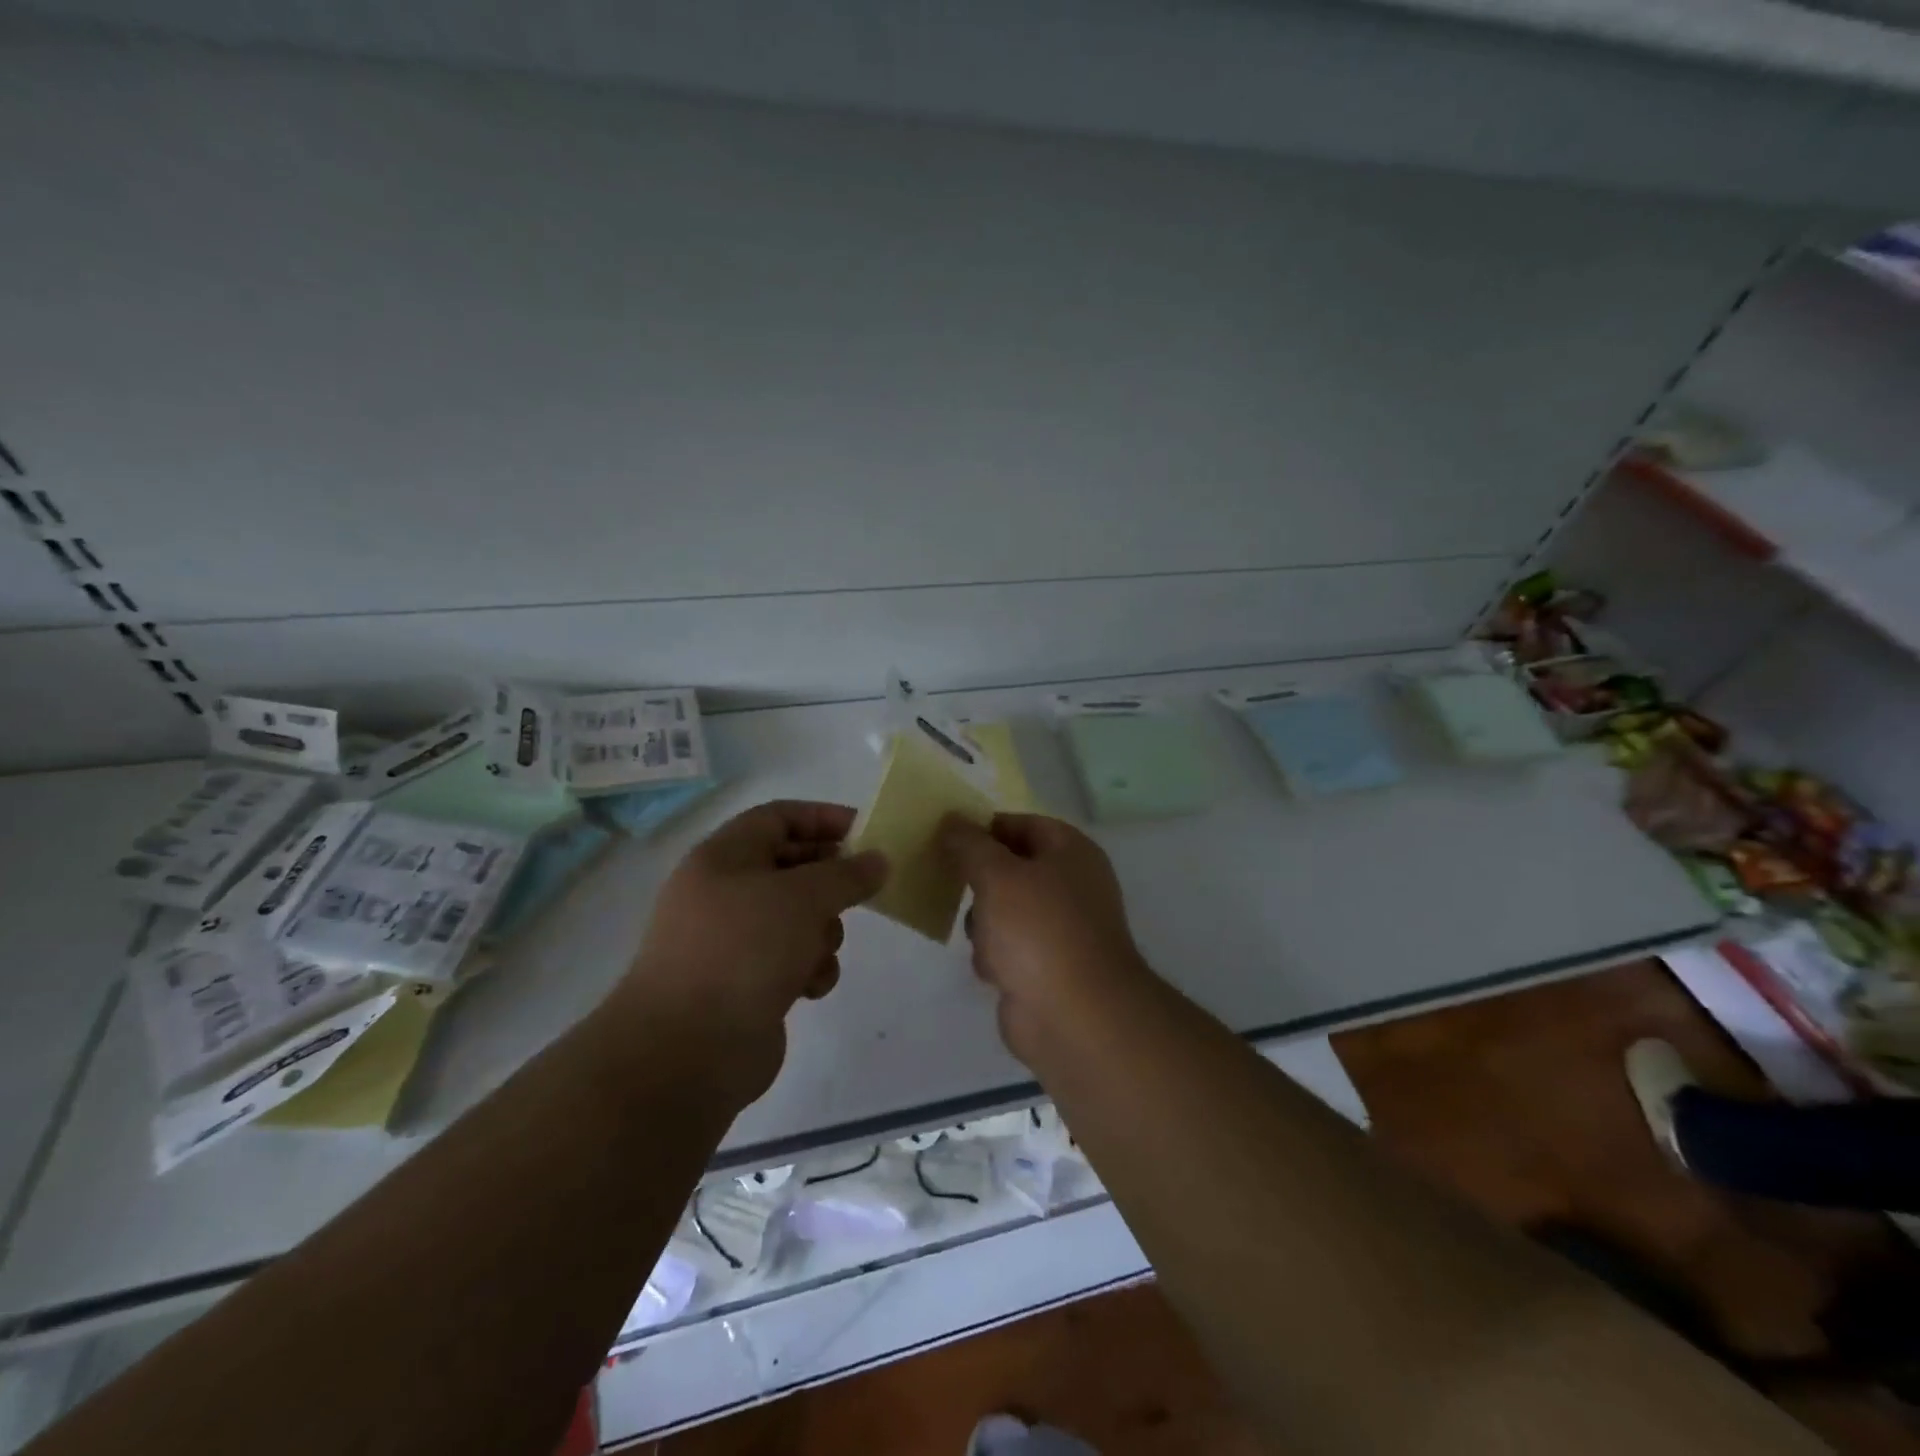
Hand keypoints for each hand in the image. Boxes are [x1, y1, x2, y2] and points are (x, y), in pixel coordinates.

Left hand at [612, 801, 887, 1102]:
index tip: (867, 833)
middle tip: (864, 890)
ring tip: (822, 950)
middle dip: (829, 881)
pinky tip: (810, 987)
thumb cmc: (743, 951)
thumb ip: (846, 874)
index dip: (823, 818)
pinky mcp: (742, 983)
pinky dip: (807, 968)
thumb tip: (877, 861)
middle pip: (790, 868)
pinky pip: (788, 959)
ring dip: (822, 931)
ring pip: (795, 917)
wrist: (686, 1051)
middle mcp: (723, 893)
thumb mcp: (803, 898)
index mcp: (723, 857)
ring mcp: (731, 941)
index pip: (778, 817)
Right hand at [937, 813, 1151, 1059]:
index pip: (1020, 824)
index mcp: (1070, 851)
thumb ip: (970, 845)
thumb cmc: (1038, 930)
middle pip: (1009, 868)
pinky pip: (1008, 947)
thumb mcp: (996, 875)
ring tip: (982, 937)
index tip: (945, 840)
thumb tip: (952, 820)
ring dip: (983, 923)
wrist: (1075, 1017)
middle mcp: (1070, 884)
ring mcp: (1060, 928)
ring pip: (1003, 909)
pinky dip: (995, 956)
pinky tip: (993, 970)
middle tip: (949, 884)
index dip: (983, 829)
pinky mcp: (1047, 966)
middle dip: (979, 881)